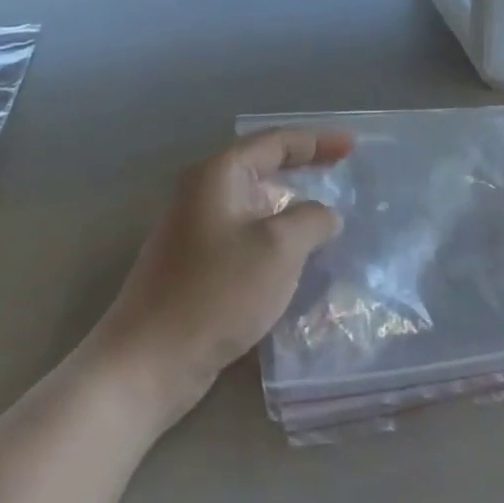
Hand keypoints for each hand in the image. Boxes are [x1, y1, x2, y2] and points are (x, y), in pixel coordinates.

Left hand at [90, 128, 353, 423]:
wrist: (150, 360)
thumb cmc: (217, 292)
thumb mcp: (279, 248)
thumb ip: (312, 220)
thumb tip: (325, 214)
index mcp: (219, 175)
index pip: (275, 143)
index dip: (317, 142)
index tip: (353, 147)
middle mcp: (203, 194)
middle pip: (263, 169)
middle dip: (304, 171)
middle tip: (343, 175)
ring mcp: (197, 231)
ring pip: (256, 207)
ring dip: (292, 209)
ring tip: (329, 219)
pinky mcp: (197, 266)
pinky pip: (247, 238)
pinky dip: (276, 239)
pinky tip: (298, 259)